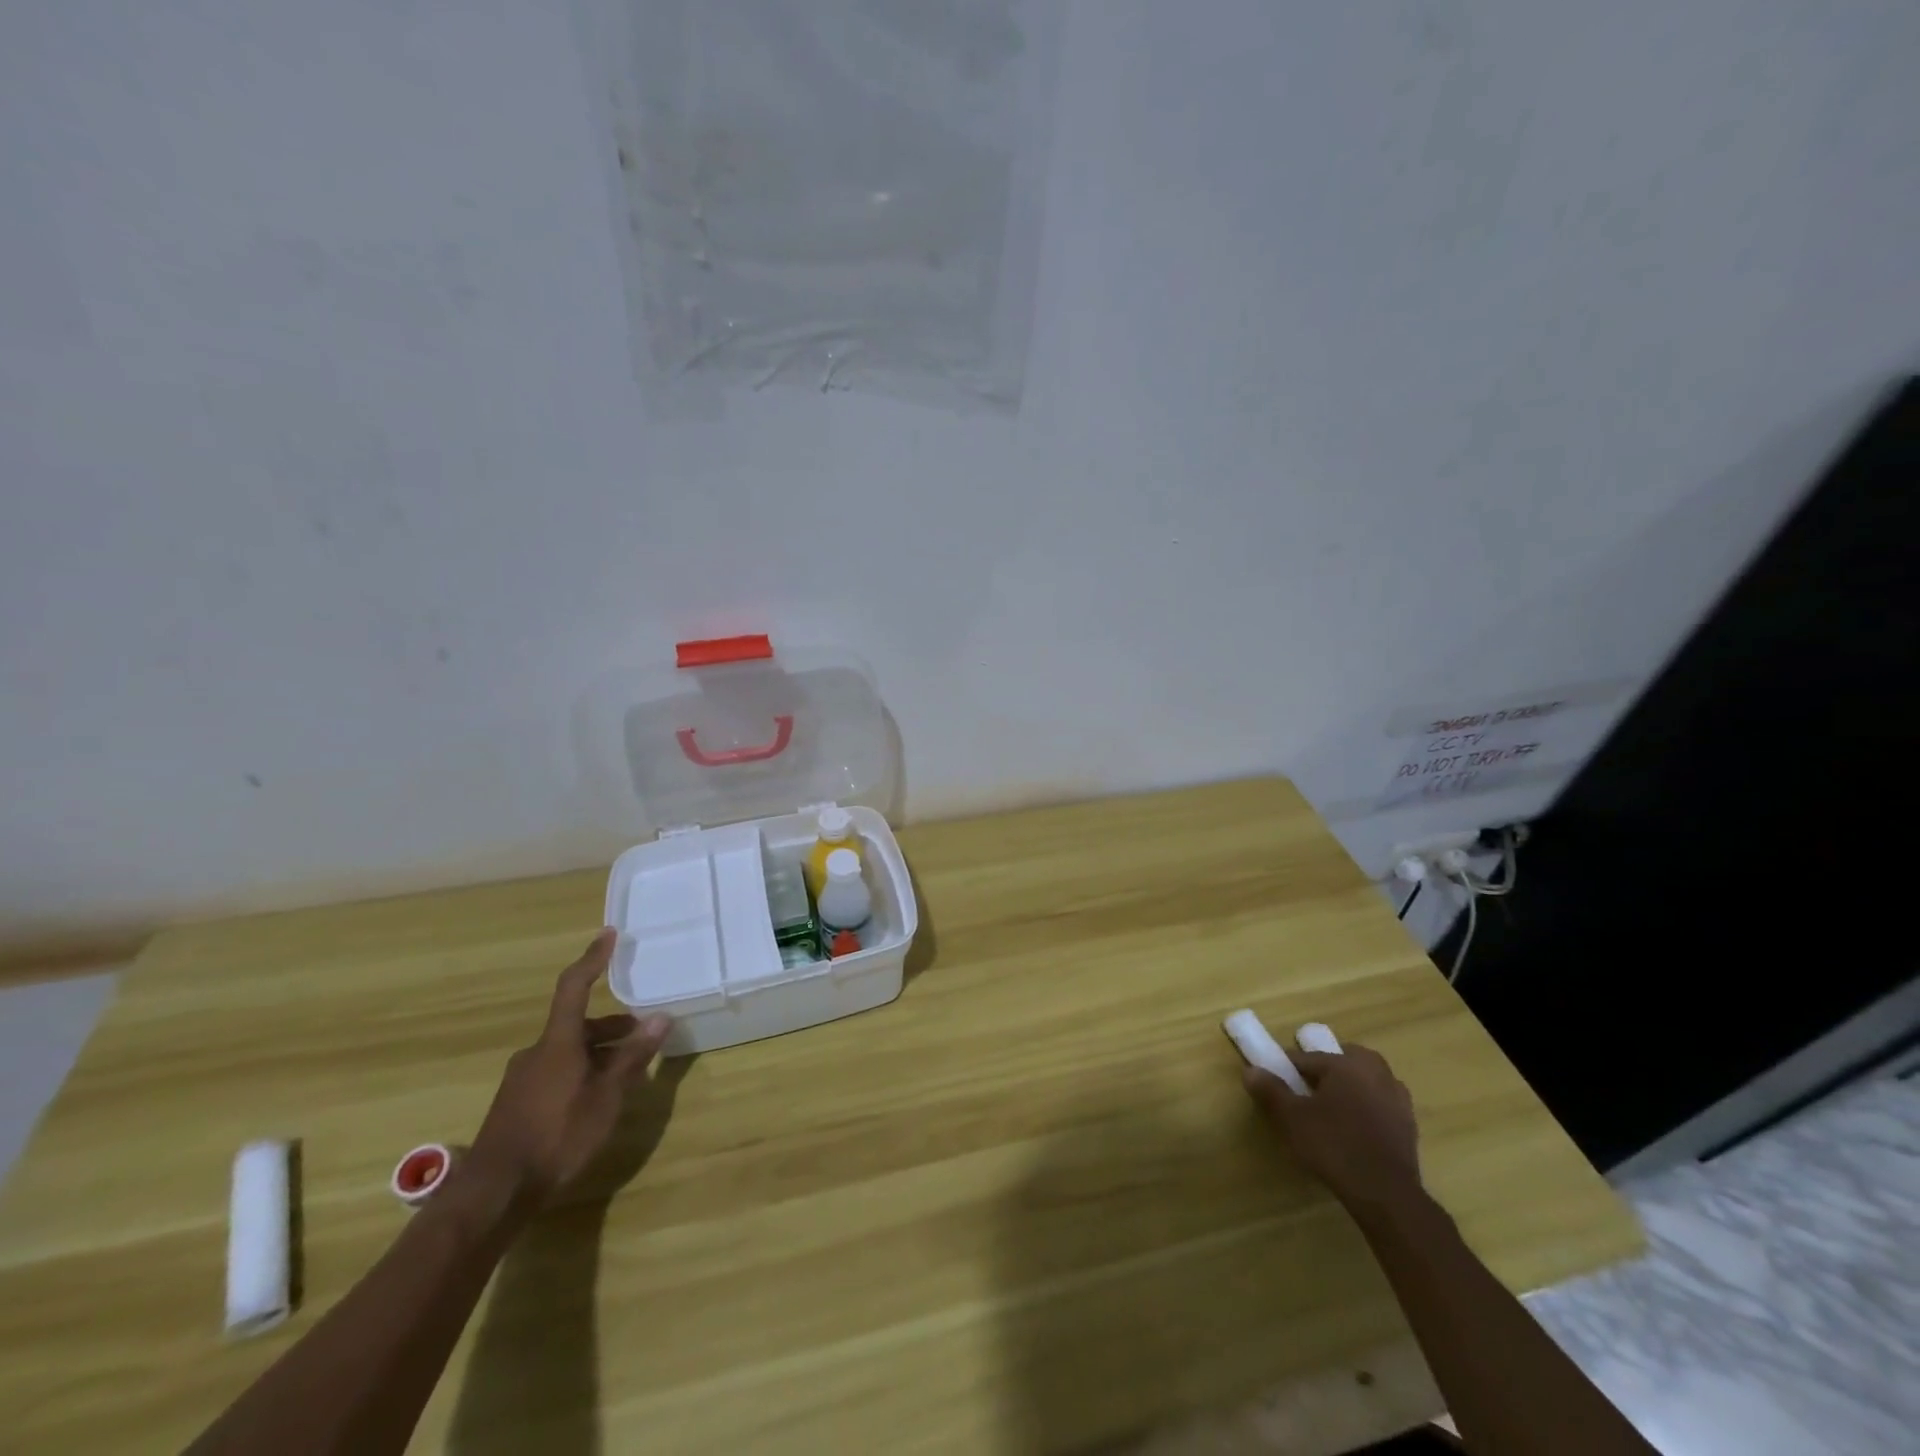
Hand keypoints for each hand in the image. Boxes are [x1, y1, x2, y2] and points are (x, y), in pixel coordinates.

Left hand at [464, 929, 672, 1207]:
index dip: (592, 959)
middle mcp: (536, 1052)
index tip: (608, 935)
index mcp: (558, 1042)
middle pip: (578, 1025)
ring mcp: (522, 1078)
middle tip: (643, 1039)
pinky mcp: (516, 1103)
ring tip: (626, 1076)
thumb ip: (633, 1057)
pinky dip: (582, 1072)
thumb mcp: (606, 1097)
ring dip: (599, 1054)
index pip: (575, 987)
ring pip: (568, 1051)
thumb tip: (660, 1018)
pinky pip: (556, 1072)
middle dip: (613, 1028)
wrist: (493, 1194)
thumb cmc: (557, 1135)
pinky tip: (595, 1101)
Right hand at [1243, 1044, 1421, 1213]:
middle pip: (1343, 1061)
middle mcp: (1376, 1072)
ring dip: (1349, 1088)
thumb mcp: (1292, 1118)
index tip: (1276, 1083)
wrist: (1386, 1195)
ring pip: (1366, 1081)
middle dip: (1325, 1071)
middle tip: (1308, 1092)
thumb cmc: (1334, 1146)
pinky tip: (1354, 1130)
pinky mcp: (1409, 1125)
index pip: (1307, 1058)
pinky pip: (1381, 1104)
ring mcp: (1397, 1098)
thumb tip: (1250, 1070)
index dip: (1288, 1069)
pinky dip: (1367, 1109)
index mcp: (1346, 1063)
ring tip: (1331, 1110)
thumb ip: (1270, 1090)